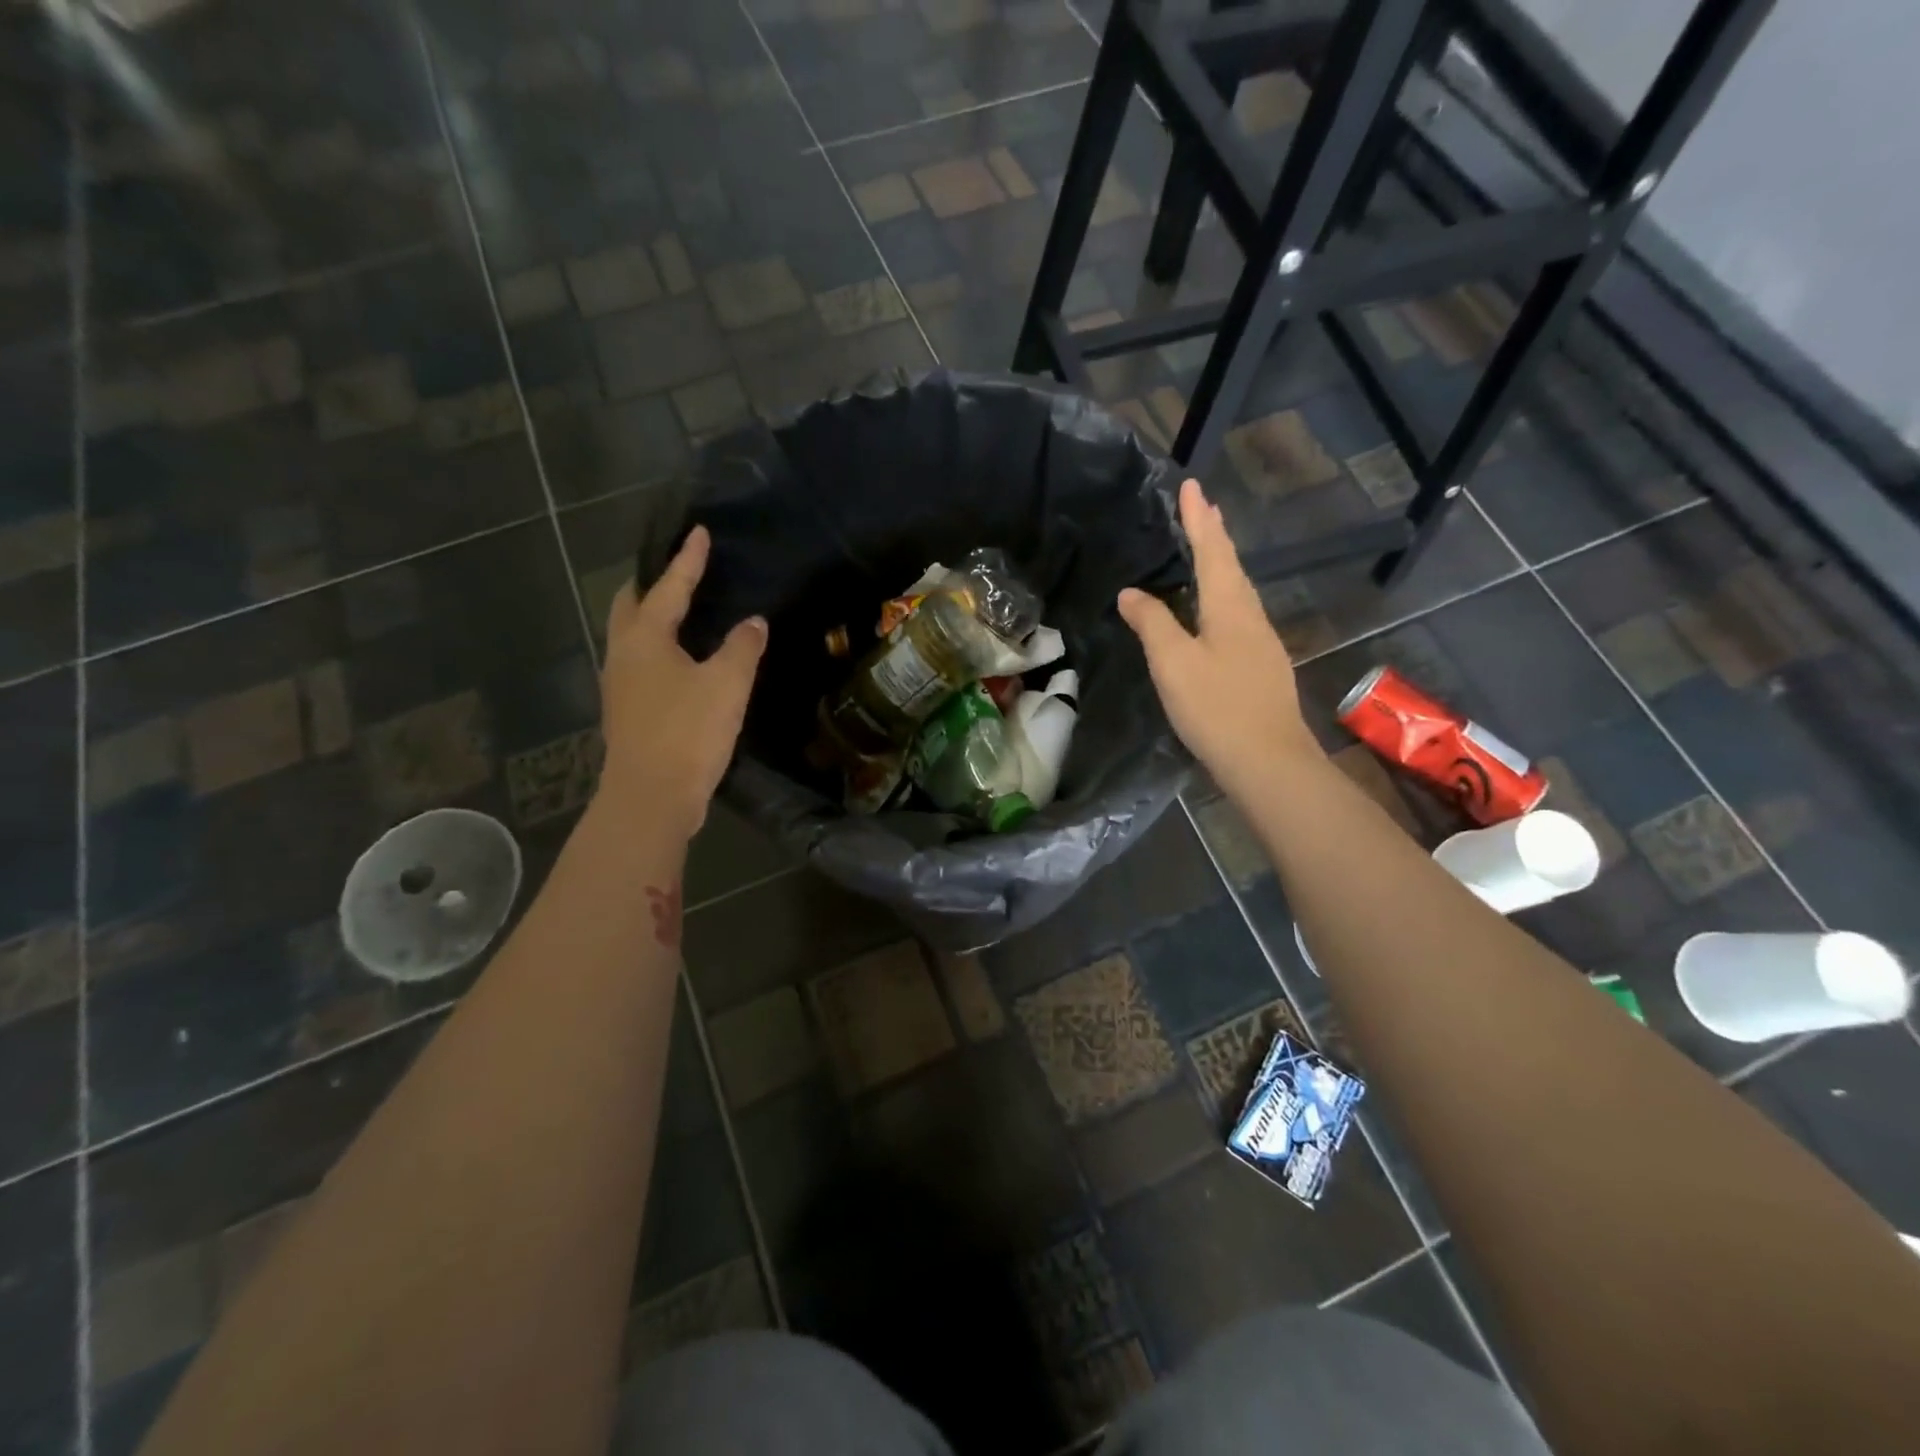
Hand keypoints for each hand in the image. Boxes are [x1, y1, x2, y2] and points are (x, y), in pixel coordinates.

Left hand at [599, 526, 766, 838]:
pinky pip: (639, 665)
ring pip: (630, 637)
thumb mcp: (727, 684)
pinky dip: (656, 650)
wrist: (651, 796)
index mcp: (644, 638)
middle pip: (630, 606)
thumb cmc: (688, 731)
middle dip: (652, 585)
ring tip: (679, 613)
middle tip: (676, 572)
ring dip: (650, 619)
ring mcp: (619, 686)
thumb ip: (742, 647)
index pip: (669, 587)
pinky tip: (679, 663)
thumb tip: (753, 622)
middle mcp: (622, 655)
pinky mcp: (627, 713)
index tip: (698, 532)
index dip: (687, 560)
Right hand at [1118, 478, 1320, 795]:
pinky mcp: (1261, 667)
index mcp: (1230, 607)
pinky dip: (1223, 597)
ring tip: (1208, 549)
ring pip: (1238, 592)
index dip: (1199, 519)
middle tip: (1204, 509)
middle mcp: (1251, 616)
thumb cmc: (1216, 707)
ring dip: (1222, 565)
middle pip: (1231, 567)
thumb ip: (1152, 623)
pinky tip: (1216, 611)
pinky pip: (1238, 616)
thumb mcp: (1173, 663)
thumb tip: (1132, 593)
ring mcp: (1261, 643)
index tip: (1193, 486)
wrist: (1268, 761)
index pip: (1212, 550)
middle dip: (1215, 536)